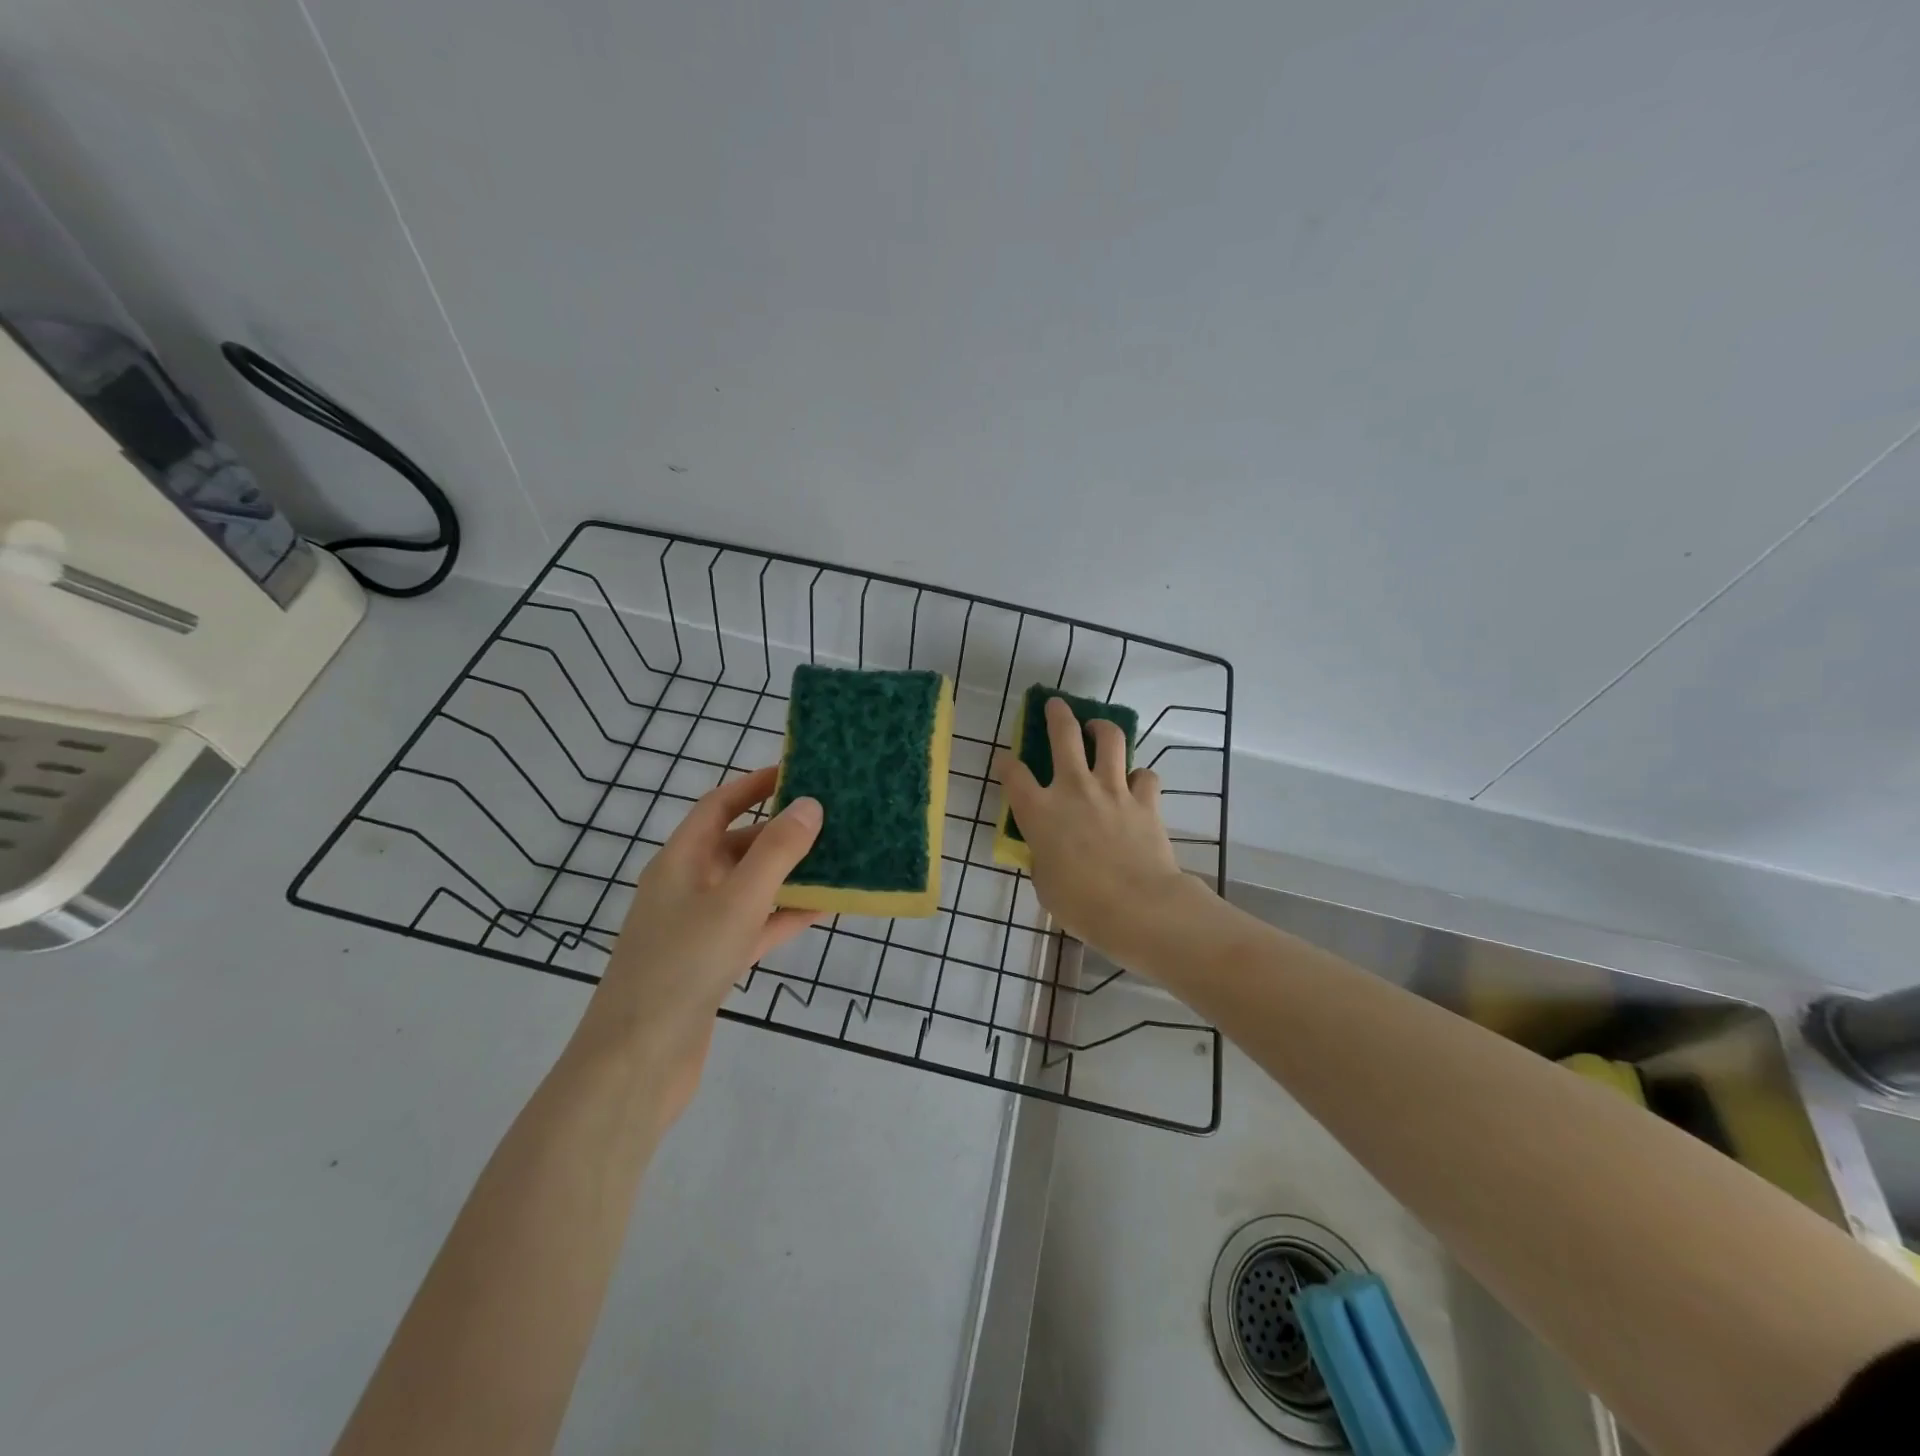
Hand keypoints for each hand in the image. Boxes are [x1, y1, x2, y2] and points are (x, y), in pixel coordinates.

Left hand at [579, 764, 821, 1125]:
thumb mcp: (737, 900)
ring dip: (790, 875)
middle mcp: (686, 886)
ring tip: (838, 860)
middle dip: (782, 831)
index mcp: (680, 860)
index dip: (755, 785)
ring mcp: (697, 927)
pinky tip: (824, 910)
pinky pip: (755, 926)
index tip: (798, 772)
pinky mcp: (711, 963)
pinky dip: (784, 916)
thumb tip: (810, 804)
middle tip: (831, 820)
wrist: (638, 1061)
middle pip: (738, 845)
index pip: (719, 805)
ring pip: (751, 887)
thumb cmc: (683, 965)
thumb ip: (777, 851)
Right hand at [994, 697, 1188, 957]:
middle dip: (1057, 714)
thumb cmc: (1080, 903)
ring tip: (1098, 727)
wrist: (1137, 906)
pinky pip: (1144, 775)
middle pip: (1063, 735)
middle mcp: (1073, 789)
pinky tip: (1135, 783)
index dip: (1006, 764)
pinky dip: (1139, 776)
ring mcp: (1112, 790)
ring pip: (1109, 739)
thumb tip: (1049, 851)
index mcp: (1039, 812)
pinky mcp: (1145, 800)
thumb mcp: (1045, 883)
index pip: (1013, 775)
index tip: (1005, 760)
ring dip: (1102, 727)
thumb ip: (1043, 858)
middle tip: (1055, 705)